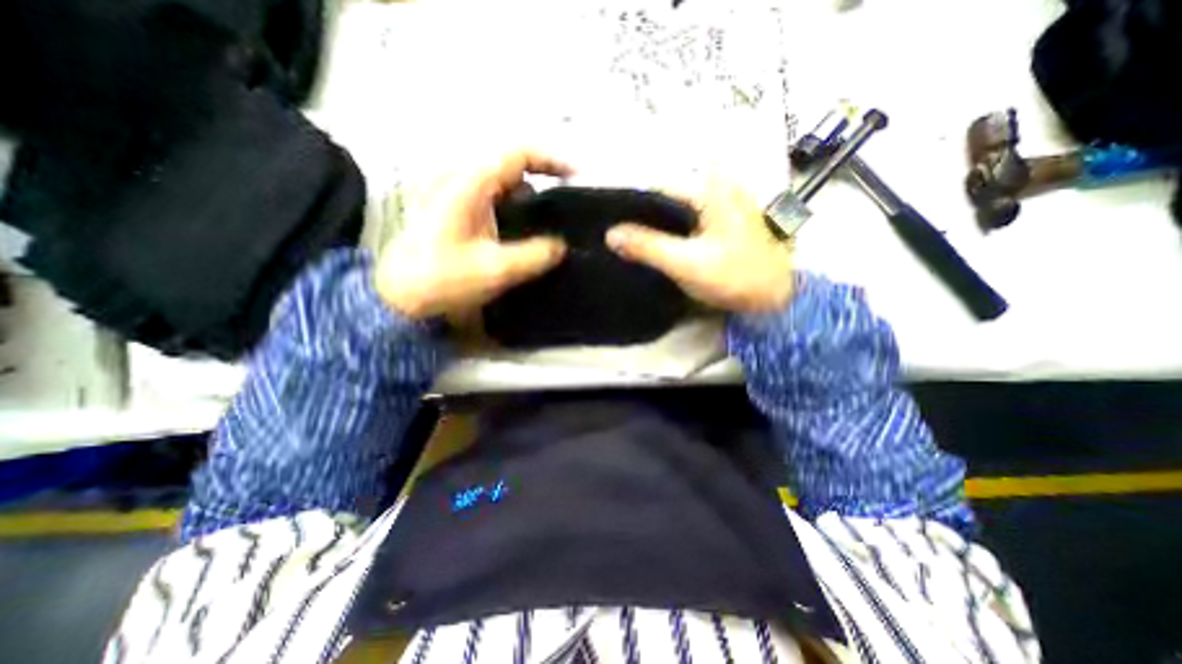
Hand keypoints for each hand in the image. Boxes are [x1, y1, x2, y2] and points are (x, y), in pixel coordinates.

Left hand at [370, 148, 568, 318]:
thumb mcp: (495, 269)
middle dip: (543, 179)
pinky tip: (522, 229)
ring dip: (528, 195)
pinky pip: (491, 196)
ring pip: (501, 182)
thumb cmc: (443, 279)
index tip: (577, 176)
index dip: (552, 160)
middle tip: (566, 203)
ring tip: (549, 219)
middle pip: (511, 165)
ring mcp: (453, 193)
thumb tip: (562, 246)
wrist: (398, 297)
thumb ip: (535, 255)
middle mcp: (460, 178)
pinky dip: (513, 206)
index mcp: (469, 183)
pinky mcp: (452, 209)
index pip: (518, 155)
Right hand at [608, 176, 791, 311]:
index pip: (656, 187)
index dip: (631, 206)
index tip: (610, 225)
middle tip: (618, 238)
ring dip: (655, 226)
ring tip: (630, 243)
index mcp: (709, 188)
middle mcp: (716, 187)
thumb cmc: (733, 277)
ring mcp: (721, 205)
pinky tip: (657, 246)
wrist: (774, 298)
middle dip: (642, 217)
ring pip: (675, 210)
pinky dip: (670, 231)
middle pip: (665, 197)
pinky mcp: (721, 222)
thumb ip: (647, 246)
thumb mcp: (685, 262)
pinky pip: (686, 221)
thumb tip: (609, 234)